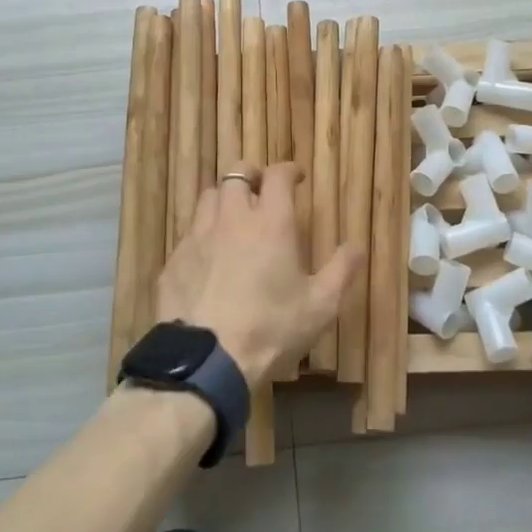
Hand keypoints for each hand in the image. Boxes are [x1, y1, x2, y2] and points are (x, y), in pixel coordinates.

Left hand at [155, 162, 363, 388]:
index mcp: (271, 222)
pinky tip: (208, 257)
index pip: (278, 176)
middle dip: (252, 175)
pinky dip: (202, 234)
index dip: (288, 170)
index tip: (297, 176)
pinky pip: (189, 233)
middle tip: (261, 190)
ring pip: (209, 197)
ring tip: (233, 217)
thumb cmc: (270, 329)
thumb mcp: (320, 306)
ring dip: (224, 199)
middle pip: (236, 174)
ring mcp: (198, 237)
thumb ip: (341, 271)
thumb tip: (357, 245)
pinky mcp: (174, 260)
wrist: (206, 361)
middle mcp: (232, 218)